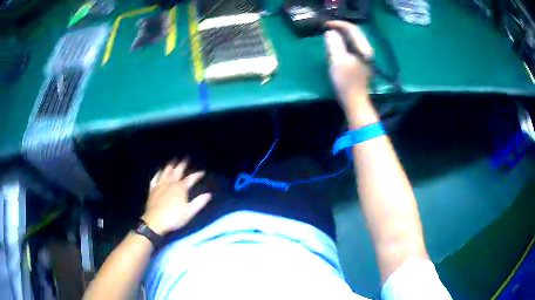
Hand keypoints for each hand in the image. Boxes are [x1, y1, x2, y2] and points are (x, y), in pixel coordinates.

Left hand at [142, 160, 211, 234]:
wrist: (155, 222)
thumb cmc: (174, 218)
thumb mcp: (189, 212)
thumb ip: (199, 202)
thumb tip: (209, 194)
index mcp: (180, 188)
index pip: (191, 179)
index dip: (197, 174)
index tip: (202, 172)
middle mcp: (170, 183)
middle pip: (177, 171)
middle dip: (182, 164)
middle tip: (186, 157)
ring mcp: (160, 185)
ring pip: (166, 172)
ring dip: (170, 165)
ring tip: (173, 160)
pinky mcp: (152, 189)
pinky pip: (155, 178)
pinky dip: (158, 173)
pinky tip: (159, 170)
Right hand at [325, 21, 372, 110]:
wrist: (354, 101)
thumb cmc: (346, 81)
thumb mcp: (337, 60)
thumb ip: (334, 44)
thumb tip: (330, 33)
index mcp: (364, 49)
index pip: (352, 29)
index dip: (339, 24)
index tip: (326, 25)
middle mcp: (367, 50)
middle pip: (354, 33)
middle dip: (339, 29)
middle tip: (326, 30)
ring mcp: (365, 57)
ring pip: (352, 41)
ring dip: (341, 37)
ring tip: (329, 38)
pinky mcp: (361, 63)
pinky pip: (352, 48)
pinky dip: (343, 45)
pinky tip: (336, 49)